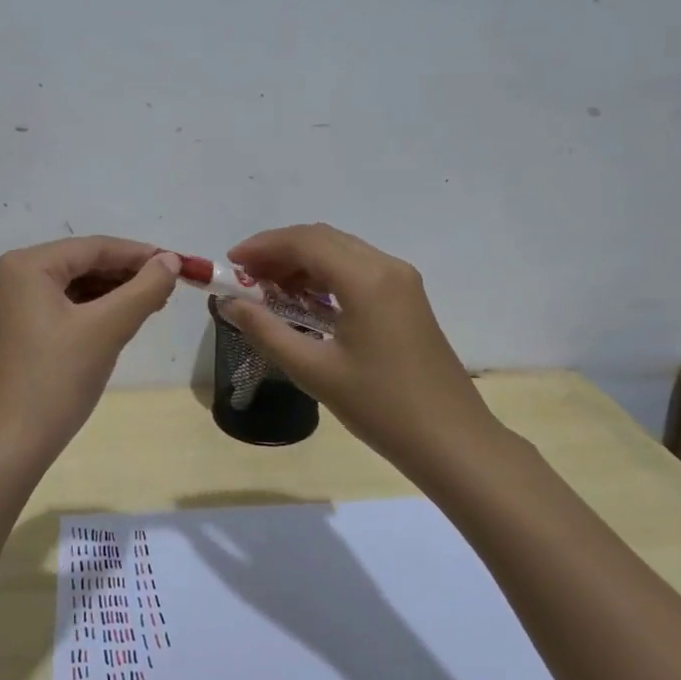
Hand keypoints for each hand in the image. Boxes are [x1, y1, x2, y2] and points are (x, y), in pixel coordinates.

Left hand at [0, 236, 180, 467]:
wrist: (5, 447)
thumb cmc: (55, 381)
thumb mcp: (106, 330)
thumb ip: (144, 289)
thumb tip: (170, 260)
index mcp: (25, 265)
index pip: (93, 247)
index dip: (139, 254)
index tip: (178, 264)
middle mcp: (8, 275)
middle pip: (79, 264)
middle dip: (124, 275)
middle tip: (167, 289)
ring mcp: (4, 305)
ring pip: (68, 287)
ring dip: (108, 294)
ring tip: (149, 306)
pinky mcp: (8, 331)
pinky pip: (55, 307)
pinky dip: (87, 311)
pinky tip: (115, 322)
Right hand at [219, 224, 504, 479]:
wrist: (451, 440)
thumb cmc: (380, 406)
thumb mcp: (313, 370)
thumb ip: (266, 331)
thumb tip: (229, 304)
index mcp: (366, 279)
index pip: (305, 242)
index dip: (262, 246)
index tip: (230, 263)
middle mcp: (386, 267)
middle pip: (322, 239)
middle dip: (279, 252)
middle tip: (245, 278)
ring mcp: (401, 281)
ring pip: (340, 251)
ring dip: (301, 263)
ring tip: (267, 291)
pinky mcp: (406, 298)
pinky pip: (357, 269)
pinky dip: (324, 276)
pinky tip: (304, 303)